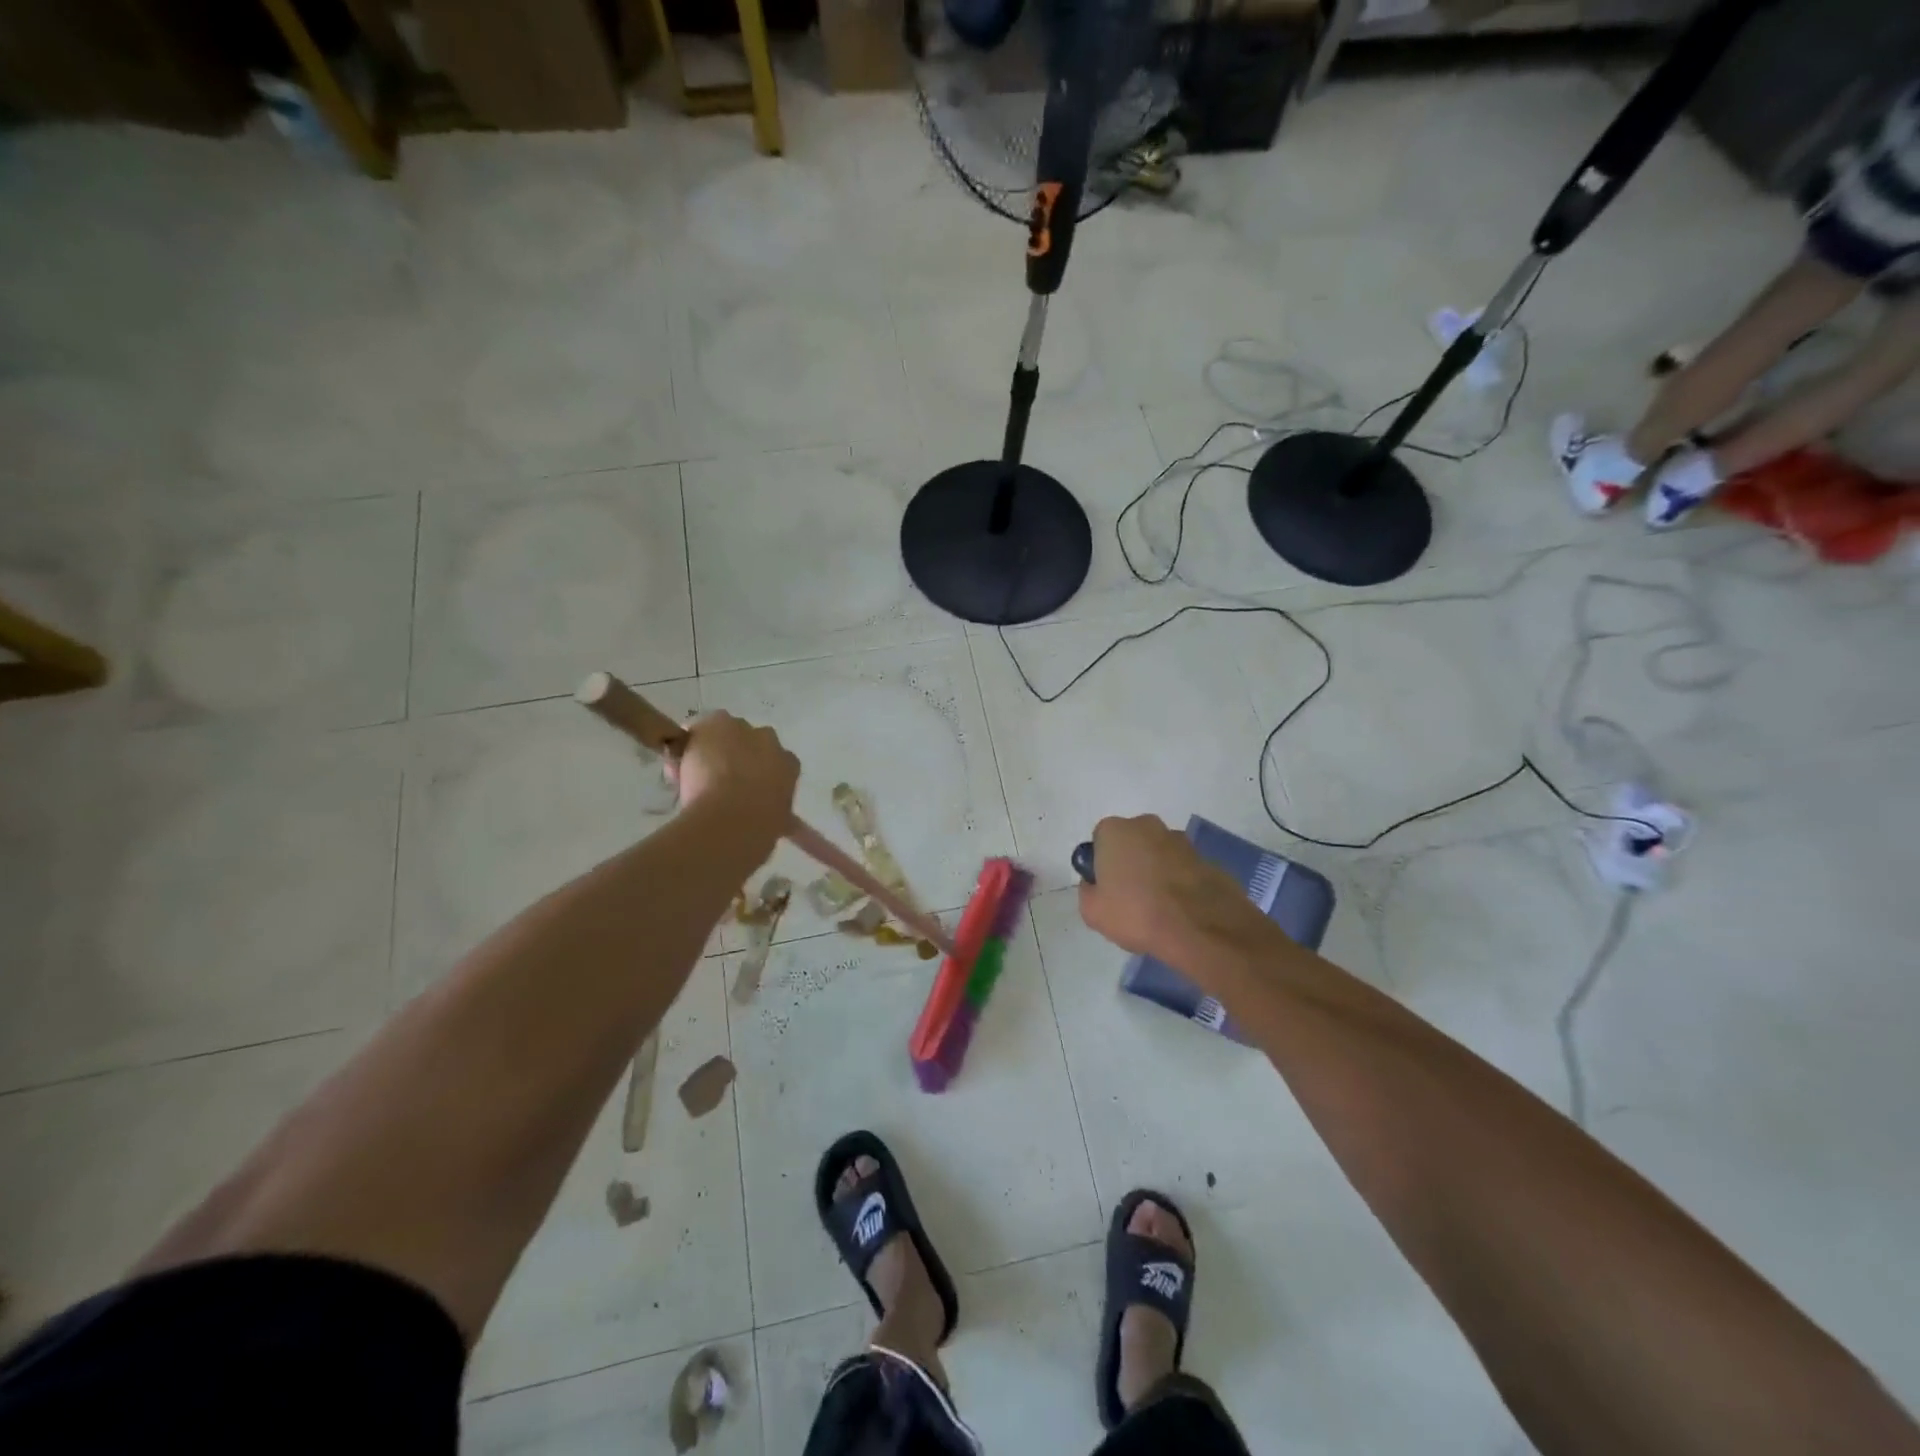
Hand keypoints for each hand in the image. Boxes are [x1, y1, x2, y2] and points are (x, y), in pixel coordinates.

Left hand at [671, 712, 799, 837]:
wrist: (732, 819)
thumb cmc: (760, 828)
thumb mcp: (780, 822)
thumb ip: (780, 814)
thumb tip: (790, 823)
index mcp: (788, 765)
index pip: (777, 761)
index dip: (759, 773)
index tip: (746, 789)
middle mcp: (769, 741)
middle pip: (752, 741)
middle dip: (738, 754)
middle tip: (720, 780)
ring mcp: (742, 729)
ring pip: (724, 732)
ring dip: (713, 747)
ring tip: (694, 773)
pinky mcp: (714, 723)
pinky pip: (696, 730)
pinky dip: (687, 745)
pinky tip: (677, 768)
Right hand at [1077, 815, 1262, 964]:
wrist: (1199, 929)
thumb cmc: (1136, 913)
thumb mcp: (1092, 911)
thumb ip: (1088, 891)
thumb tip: (1096, 885)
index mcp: (1115, 830)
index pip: (1100, 840)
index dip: (1102, 864)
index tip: (1107, 889)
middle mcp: (1148, 825)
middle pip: (1132, 843)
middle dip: (1131, 863)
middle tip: (1130, 898)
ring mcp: (1182, 840)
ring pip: (1160, 854)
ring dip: (1157, 872)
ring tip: (1159, 908)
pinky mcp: (1207, 859)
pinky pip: (1184, 869)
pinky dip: (1180, 883)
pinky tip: (1181, 910)